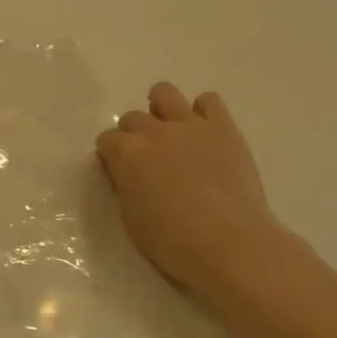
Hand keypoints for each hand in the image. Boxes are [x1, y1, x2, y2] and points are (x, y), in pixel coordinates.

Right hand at [95, 83, 281, 304]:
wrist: (230, 245)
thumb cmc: (172, 242)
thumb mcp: (130, 217)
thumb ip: (124, 184)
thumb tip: (127, 173)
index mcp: (125, 153)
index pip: (106, 140)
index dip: (111, 157)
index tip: (121, 173)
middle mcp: (153, 130)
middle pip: (132, 118)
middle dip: (134, 136)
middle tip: (148, 160)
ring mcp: (189, 124)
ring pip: (164, 93)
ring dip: (161, 110)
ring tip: (172, 133)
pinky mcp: (223, 126)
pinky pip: (208, 101)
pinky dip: (203, 113)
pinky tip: (205, 135)